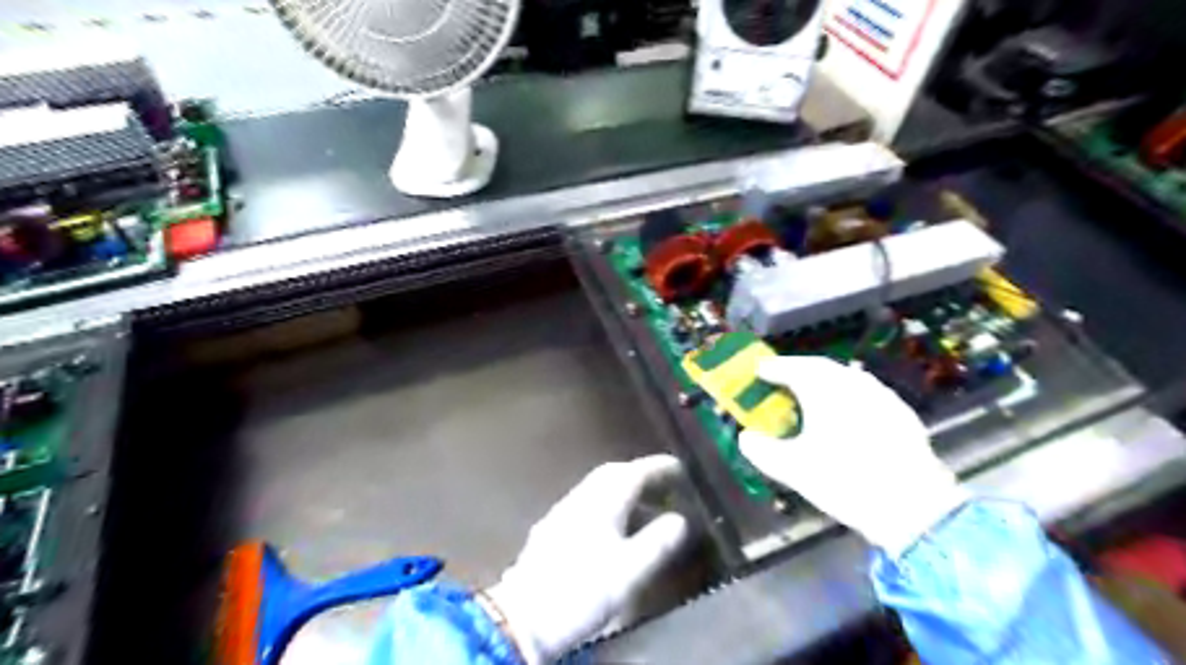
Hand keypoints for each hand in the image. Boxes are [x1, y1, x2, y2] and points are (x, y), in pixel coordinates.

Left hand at [485, 454, 692, 662]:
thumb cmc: (583, 590)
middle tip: (662, 484)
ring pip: (596, 489)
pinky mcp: (550, 530)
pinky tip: (610, 527)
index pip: (633, 473)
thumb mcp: (629, 571)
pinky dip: (605, 505)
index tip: (678, 467)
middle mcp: (580, 499)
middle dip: (638, 474)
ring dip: (621, 490)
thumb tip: (680, 520)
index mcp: (601, 503)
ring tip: (642, 507)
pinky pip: (585, 503)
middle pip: (611, 474)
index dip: (657, 467)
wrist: (525, 617)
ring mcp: (561, 513)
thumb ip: (657, 543)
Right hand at [739, 355, 973, 558]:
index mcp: (824, 390)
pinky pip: (867, 394)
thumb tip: (746, 437)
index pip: (793, 368)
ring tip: (812, 395)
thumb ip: (762, 451)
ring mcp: (881, 397)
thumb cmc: (845, 480)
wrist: (913, 506)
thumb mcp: (793, 470)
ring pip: (847, 379)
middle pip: (821, 368)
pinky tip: (849, 415)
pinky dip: (849, 397)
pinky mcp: (901, 414)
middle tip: (782, 379)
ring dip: (826, 382)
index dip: (774, 368)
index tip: (759, 370)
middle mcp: (853, 385)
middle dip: (799, 370)